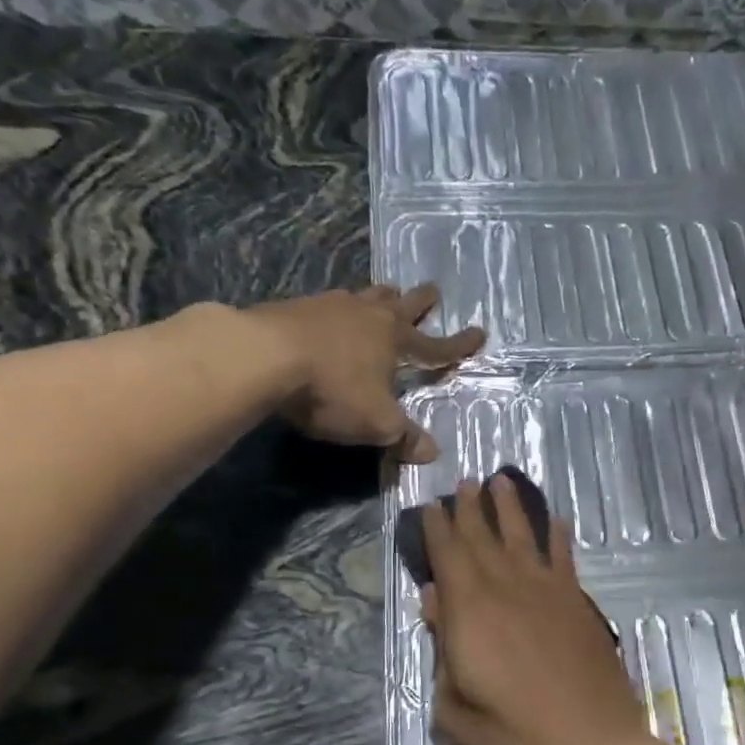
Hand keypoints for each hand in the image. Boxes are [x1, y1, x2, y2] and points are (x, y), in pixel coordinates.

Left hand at [237, 284, 483, 461]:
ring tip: (384, 294)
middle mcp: (368, 316)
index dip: (458, 345)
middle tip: (432, 292)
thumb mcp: (376, 423)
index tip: (480, 333)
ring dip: (379, 297)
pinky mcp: (296, 307)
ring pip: (364, 296)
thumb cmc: (333, 389)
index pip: (436, 346)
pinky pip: (328, 304)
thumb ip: (404, 437)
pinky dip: (339, 309)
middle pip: (402, 304)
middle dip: (420, 302)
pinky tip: (330, 314)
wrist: (264, 356)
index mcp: (395, 340)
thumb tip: (432, 453)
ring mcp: (330, 306)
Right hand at [419, 474, 652, 744]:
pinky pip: (564, 559)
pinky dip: (558, 537)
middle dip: (471, 508)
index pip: (448, 555)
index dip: (437, 528)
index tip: (430, 504)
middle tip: (465, 481)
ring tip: (502, 481)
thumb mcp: (454, 706)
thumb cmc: (512, 734)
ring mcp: (548, 593)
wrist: (588, 744)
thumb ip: (442, 650)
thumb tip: (434, 601)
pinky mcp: (578, 604)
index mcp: (470, 610)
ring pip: (524, 537)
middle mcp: (507, 588)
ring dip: (512, 508)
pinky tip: (557, 521)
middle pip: (484, 538)